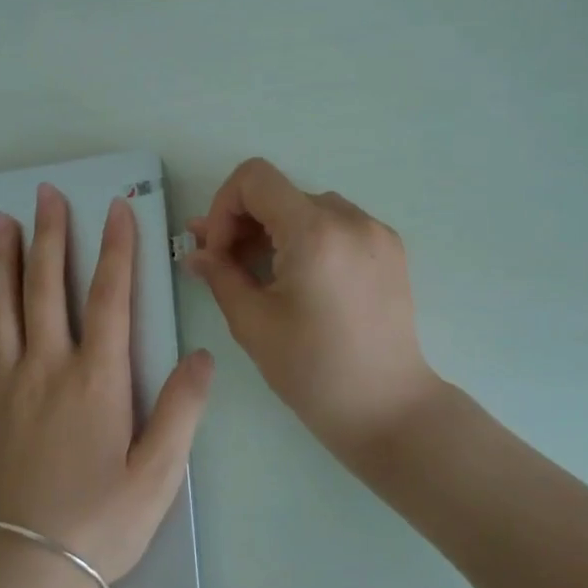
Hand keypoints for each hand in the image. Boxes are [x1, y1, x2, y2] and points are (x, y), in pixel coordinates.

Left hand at [0, 183, 212, 586]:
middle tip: (45, 193)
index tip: (115, 207)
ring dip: (2, 259)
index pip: (109, 297)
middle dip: (51, 235)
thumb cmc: (102, 523)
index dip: (116, 248)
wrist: (29, 572)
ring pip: (1, 307)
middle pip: (47, 287)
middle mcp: (47, 368)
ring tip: (2, 220)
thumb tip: (201, 354)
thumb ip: (183, 410)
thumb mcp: (160, 474)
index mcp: (96, 380)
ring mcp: (5, 385)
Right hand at [185, 158, 440, 458]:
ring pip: (307, 208)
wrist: (389, 409)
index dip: (224, 206)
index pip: (255, 178)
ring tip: (260, 274)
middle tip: (223, 264)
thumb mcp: (253, 323)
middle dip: (244, 223)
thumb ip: (220, 276)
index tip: (218, 251)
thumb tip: (196, 254)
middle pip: (280, 193)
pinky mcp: (390, 250)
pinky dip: (308, 239)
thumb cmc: (313, 371)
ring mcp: (376, 232)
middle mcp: (350, 219)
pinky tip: (299, 279)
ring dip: (275, 231)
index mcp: (315, 232)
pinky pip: (337, 225)